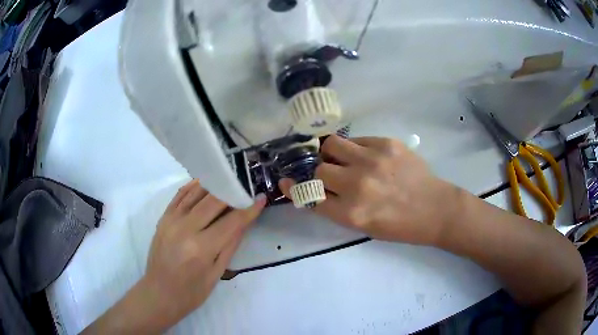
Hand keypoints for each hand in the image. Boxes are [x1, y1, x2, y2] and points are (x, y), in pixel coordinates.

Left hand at [141, 180, 265, 329]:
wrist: (159, 293)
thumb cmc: (191, 292)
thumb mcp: (216, 273)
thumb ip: (230, 245)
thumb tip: (244, 222)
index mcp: (201, 248)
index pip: (231, 222)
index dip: (248, 210)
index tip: (261, 198)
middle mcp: (185, 229)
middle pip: (213, 201)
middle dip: (233, 192)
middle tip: (246, 188)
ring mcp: (171, 220)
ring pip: (196, 192)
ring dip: (215, 184)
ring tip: (229, 181)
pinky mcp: (163, 218)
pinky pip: (180, 195)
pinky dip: (194, 186)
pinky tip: (205, 183)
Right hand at [279, 135, 459, 244]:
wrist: (435, 209)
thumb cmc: (400, 225)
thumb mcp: (364, 226)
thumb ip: (337, 208)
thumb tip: (317, 188)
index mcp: (351, 213)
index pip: (309, 196)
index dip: (294, 188)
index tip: (286, 181)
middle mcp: (358, 184)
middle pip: (318, 168)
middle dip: (319, 172)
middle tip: (331, 173)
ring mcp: (373, 160)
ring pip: (332, 144)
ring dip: (332, 153)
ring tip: (344, 158)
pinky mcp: (387, 143)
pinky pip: (357, 139)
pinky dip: (355, 147)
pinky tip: (367, 156)